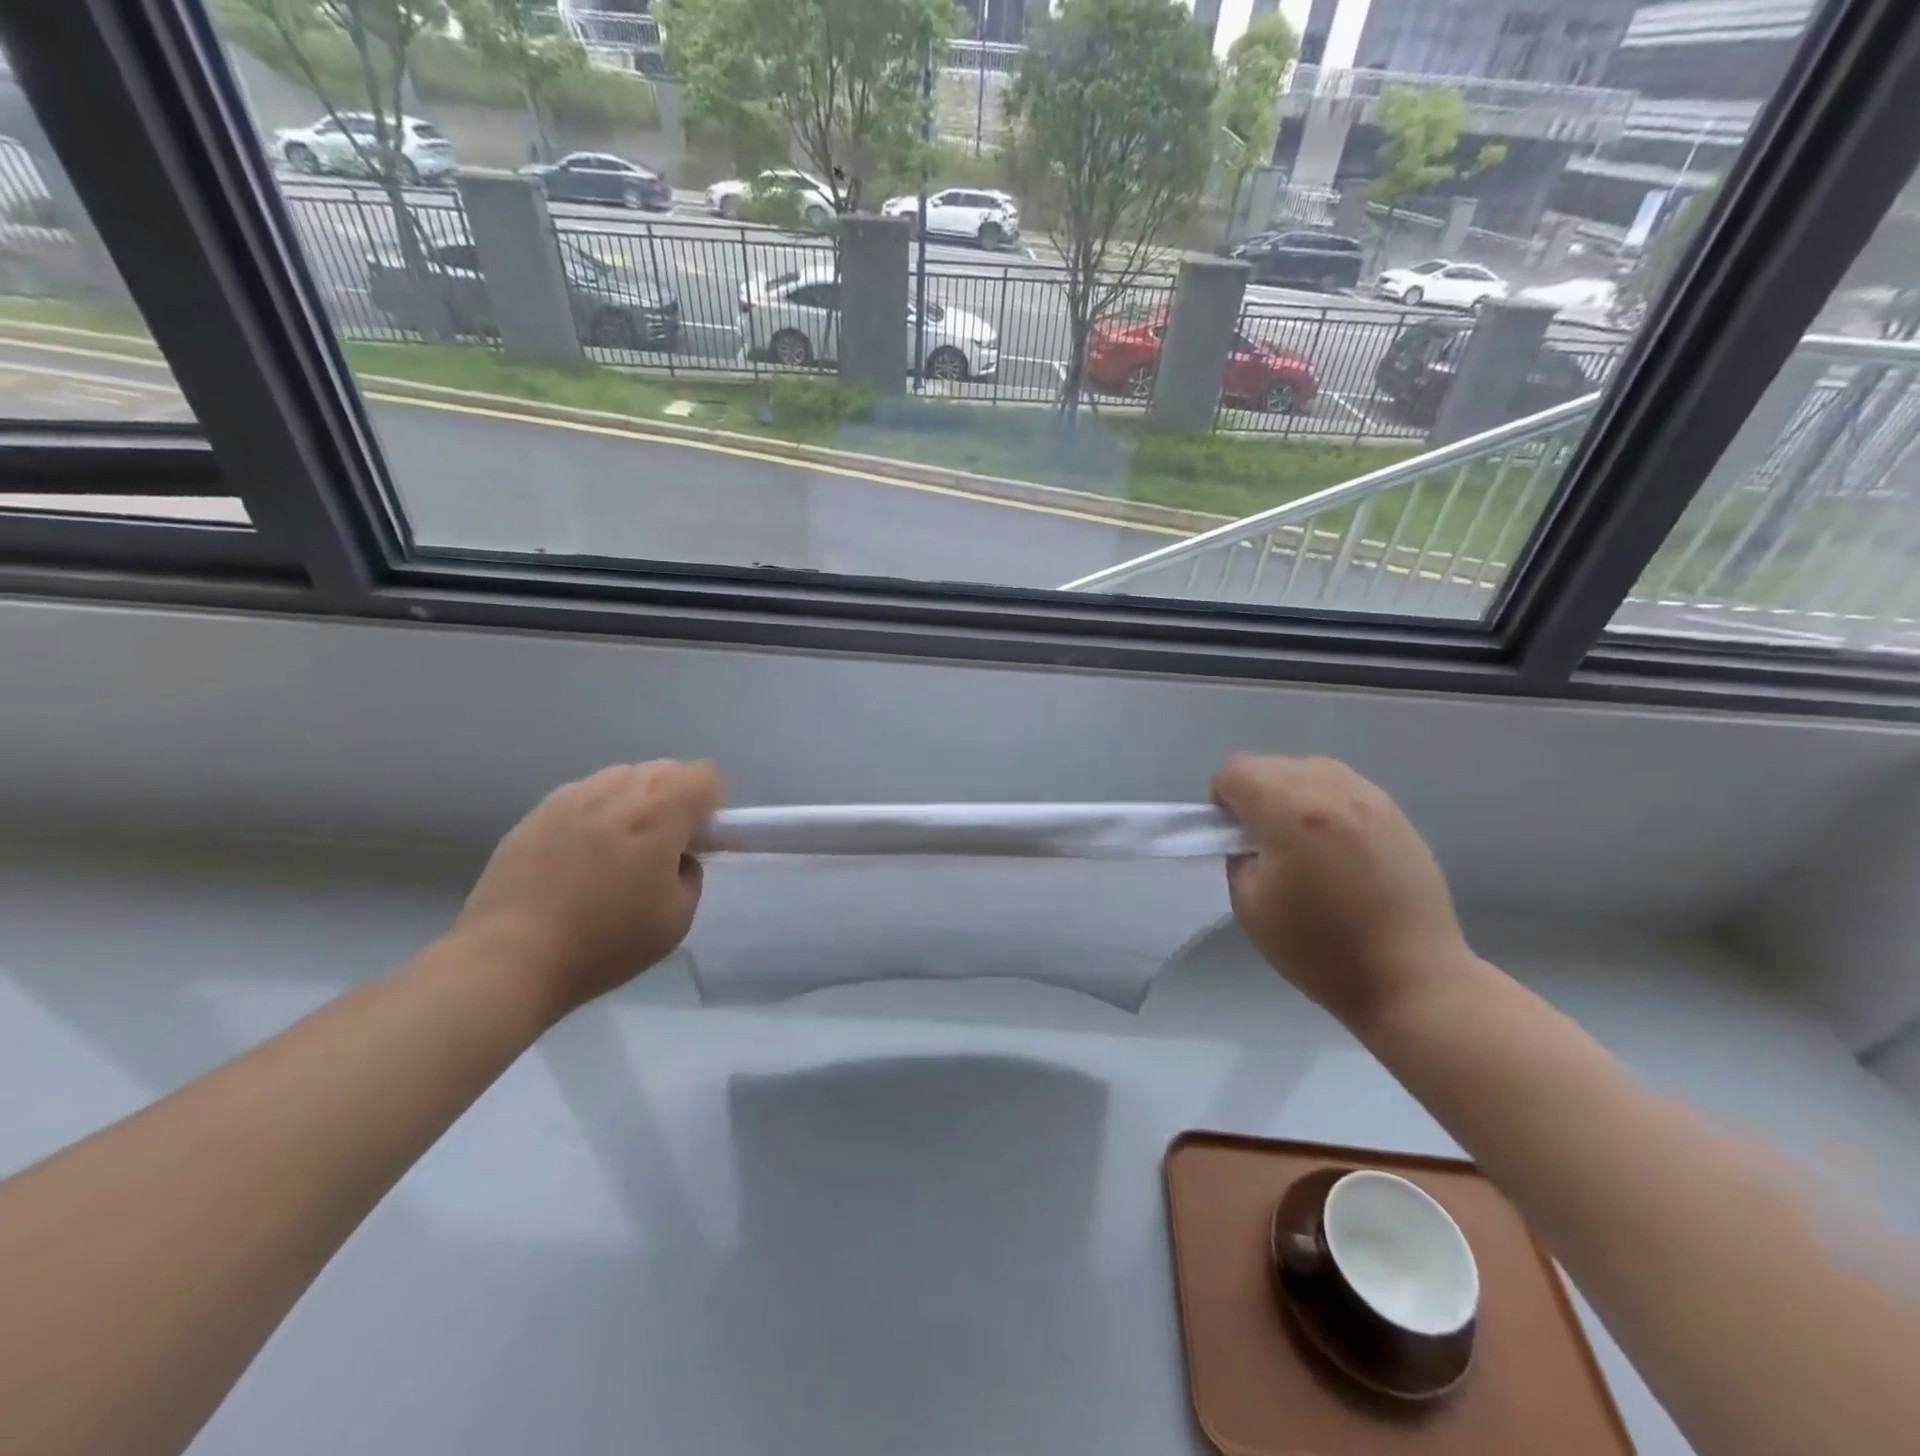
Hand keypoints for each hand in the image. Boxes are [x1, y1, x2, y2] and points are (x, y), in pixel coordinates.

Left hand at [455, 760, 724, 1018]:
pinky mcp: (535, 813)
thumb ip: (690, 875)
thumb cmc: (605, 942)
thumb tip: (677, 859)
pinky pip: (582, 797)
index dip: (711, 805)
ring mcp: (570, 798)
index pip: (703, 775)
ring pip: (620, 778)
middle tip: (664, 847)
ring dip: (634, 802)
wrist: (509, 959)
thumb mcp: (677, 919)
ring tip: (618, 850)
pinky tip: (579, 858)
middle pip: (663, 770)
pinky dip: (595, 815)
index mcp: (659, 812)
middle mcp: (616, 791)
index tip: (700, 840)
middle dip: (675, 799)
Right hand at [1212, 754, 1473, 1028]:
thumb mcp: (1249, 904)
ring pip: (1309, 770)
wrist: (1411, 977)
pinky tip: (1337, 849)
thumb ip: (1238, 854)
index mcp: (1291, 811)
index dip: (1222, 801)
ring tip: (1303, 843)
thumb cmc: (1319, 948)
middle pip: (1271, 764)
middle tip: (1265, 844)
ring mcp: (1370, 797)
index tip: (1234, 838)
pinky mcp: (1396, 812)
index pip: (1235, 771)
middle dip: (1255, 795)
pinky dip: (1326, 805)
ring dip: (1292, 795)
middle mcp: (1332, 790)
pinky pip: (1343, 788)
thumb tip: (1249, 835)